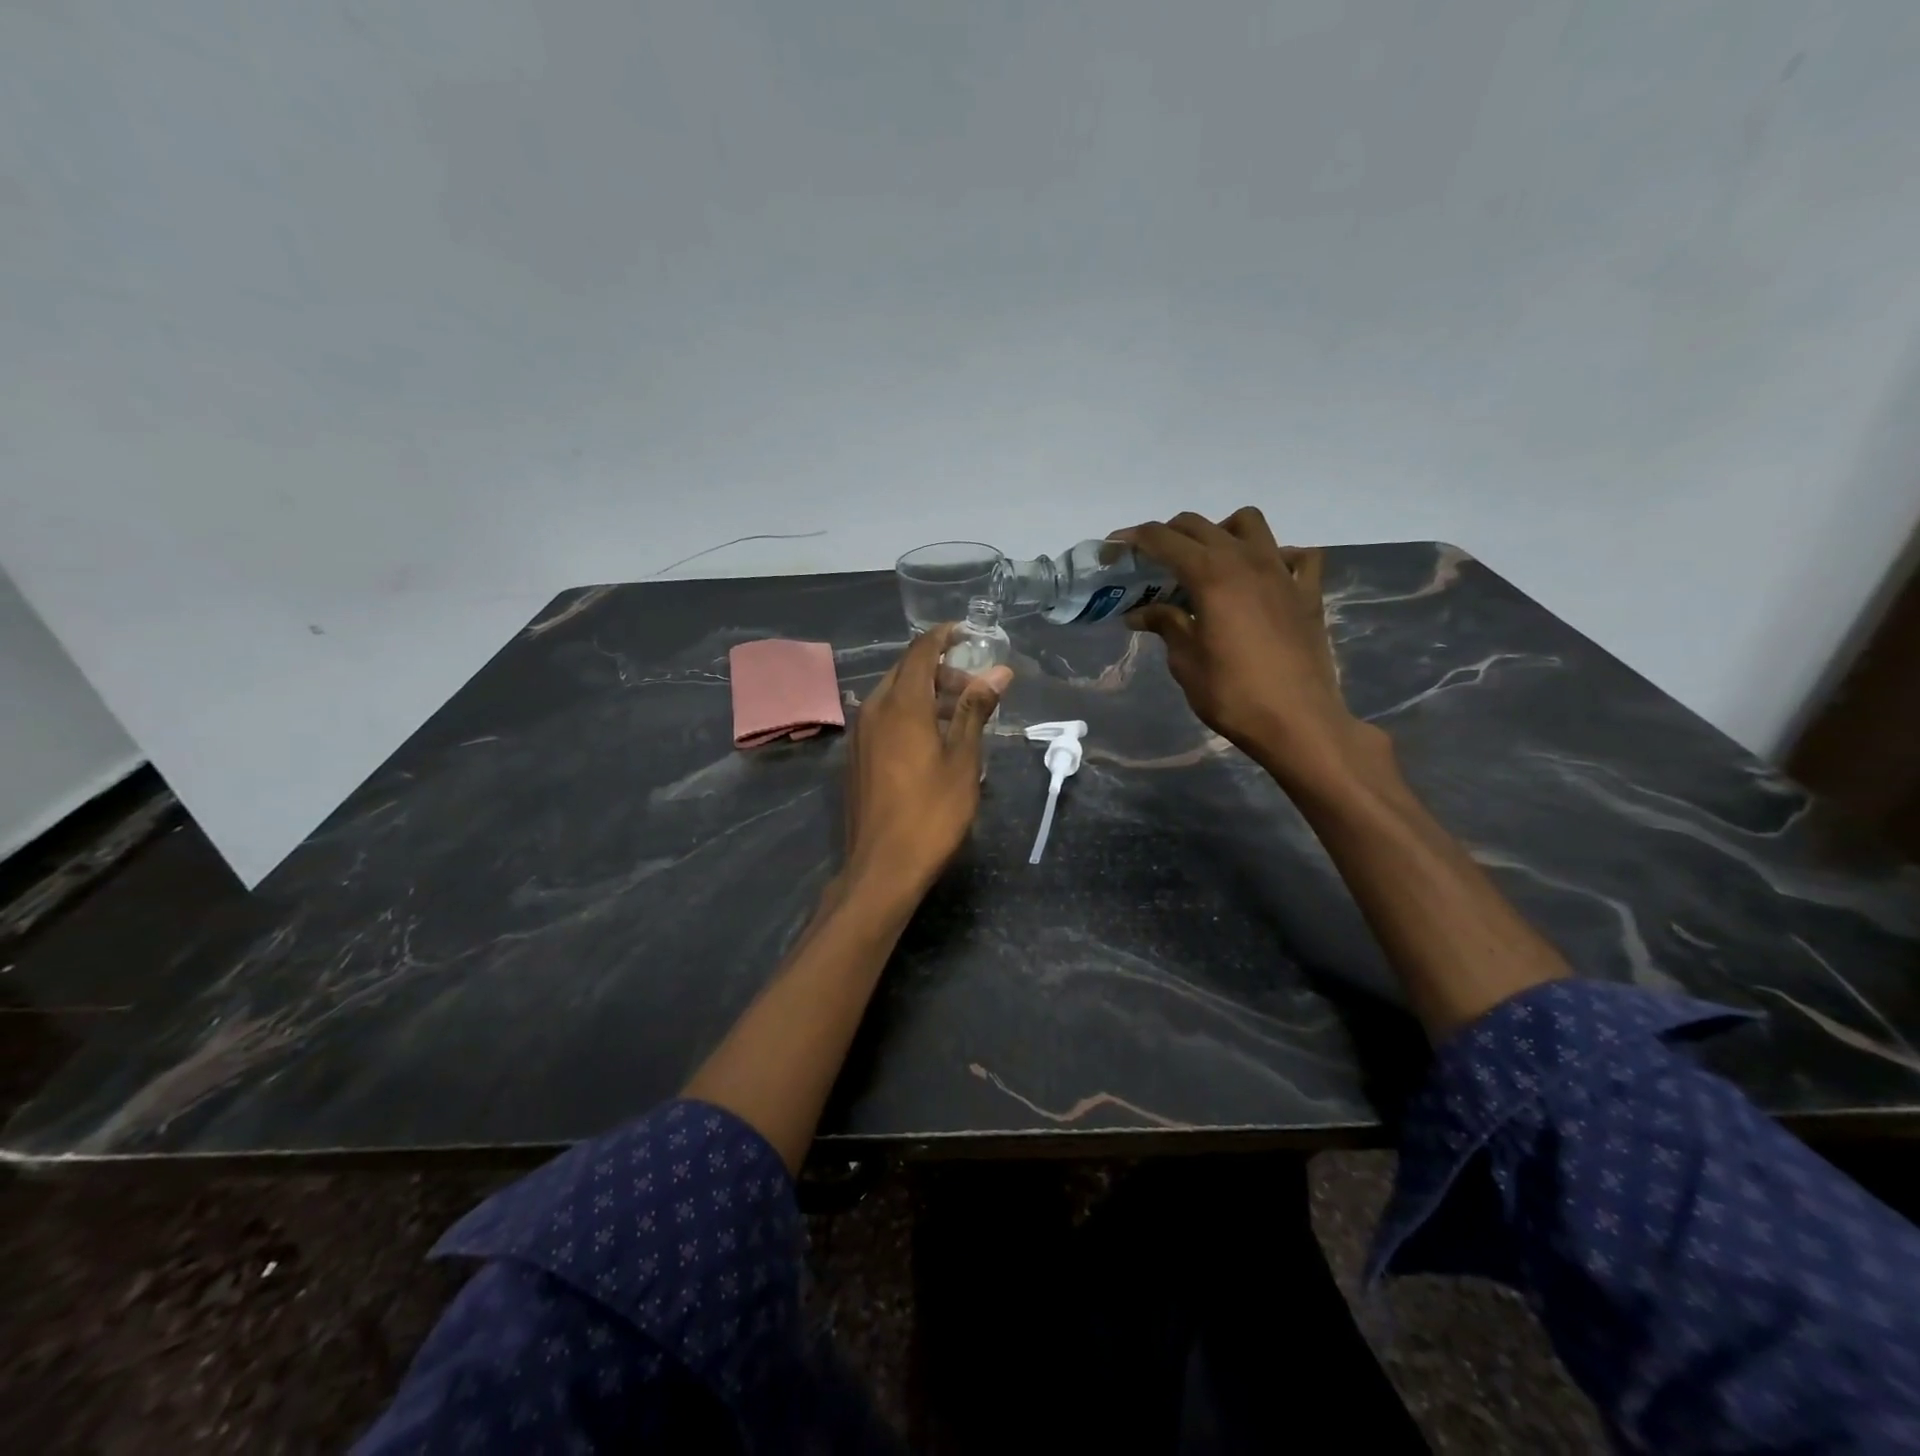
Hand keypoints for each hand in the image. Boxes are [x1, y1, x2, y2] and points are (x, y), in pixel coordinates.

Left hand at [843, 625, 1011, 895]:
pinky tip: (930, 740)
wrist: (882, 867)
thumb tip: (998, 671)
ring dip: (925, 694)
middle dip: (939, 669)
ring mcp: (860, 734)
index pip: (921, 651)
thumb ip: (975, 710)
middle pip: (906, 671)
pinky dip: (908, 714)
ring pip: (893, 695)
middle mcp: (873, 710)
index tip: (967, 633)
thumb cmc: (931, 813)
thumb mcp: (963, 761)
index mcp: (901, 705)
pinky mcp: (855, 757)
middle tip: (973, 687)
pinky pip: (883, 718)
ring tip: (958, 716)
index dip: (943, 636)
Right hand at [1116, 508, 1368, 782]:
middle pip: (1199, 526)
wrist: (1298, 723)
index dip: (1133, 539)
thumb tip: (1140, 612)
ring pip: (1248, 524)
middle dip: (1168, 535)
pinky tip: (1261, 579)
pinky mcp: (1307, 592)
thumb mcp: (1186, 662)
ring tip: (1207, 563)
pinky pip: (1295, 555)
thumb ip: (1166, 625)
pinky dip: (1274, 557)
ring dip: (1220, 533)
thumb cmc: (1233, 695)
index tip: (1112, 548)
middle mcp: (1247, 560)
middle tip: (1149, 562)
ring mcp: (1282, 572)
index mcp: (1212, 575)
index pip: (1163, 540)